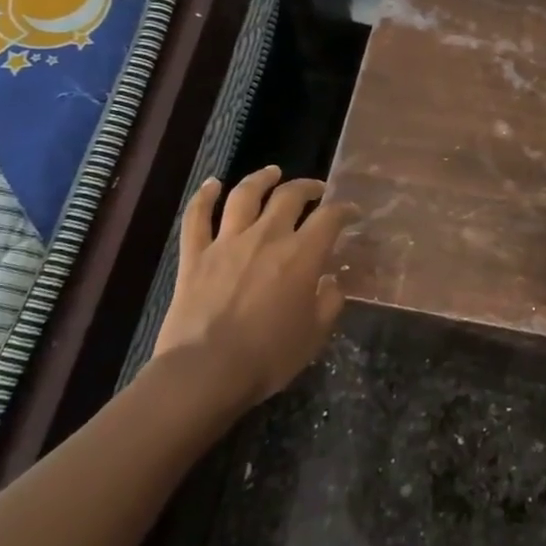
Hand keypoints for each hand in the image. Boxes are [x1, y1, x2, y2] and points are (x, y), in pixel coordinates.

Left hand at [150, 165, 356, 408]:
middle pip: (289, 196)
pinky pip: (197, 218)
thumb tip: (332, 281)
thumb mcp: (315, 335)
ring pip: (245, 195)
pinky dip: (203, 196)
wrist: (205, 373)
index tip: (351, 212)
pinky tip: (212, 184)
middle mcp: (267, 237)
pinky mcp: (195, 256)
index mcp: (302, 255)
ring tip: (272, 172)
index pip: (330, 217)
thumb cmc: (268, 357)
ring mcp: (227, 243)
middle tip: (316, 190)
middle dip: (307, 187)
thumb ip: (329, 302)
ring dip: (261, 179)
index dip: (344, 209)